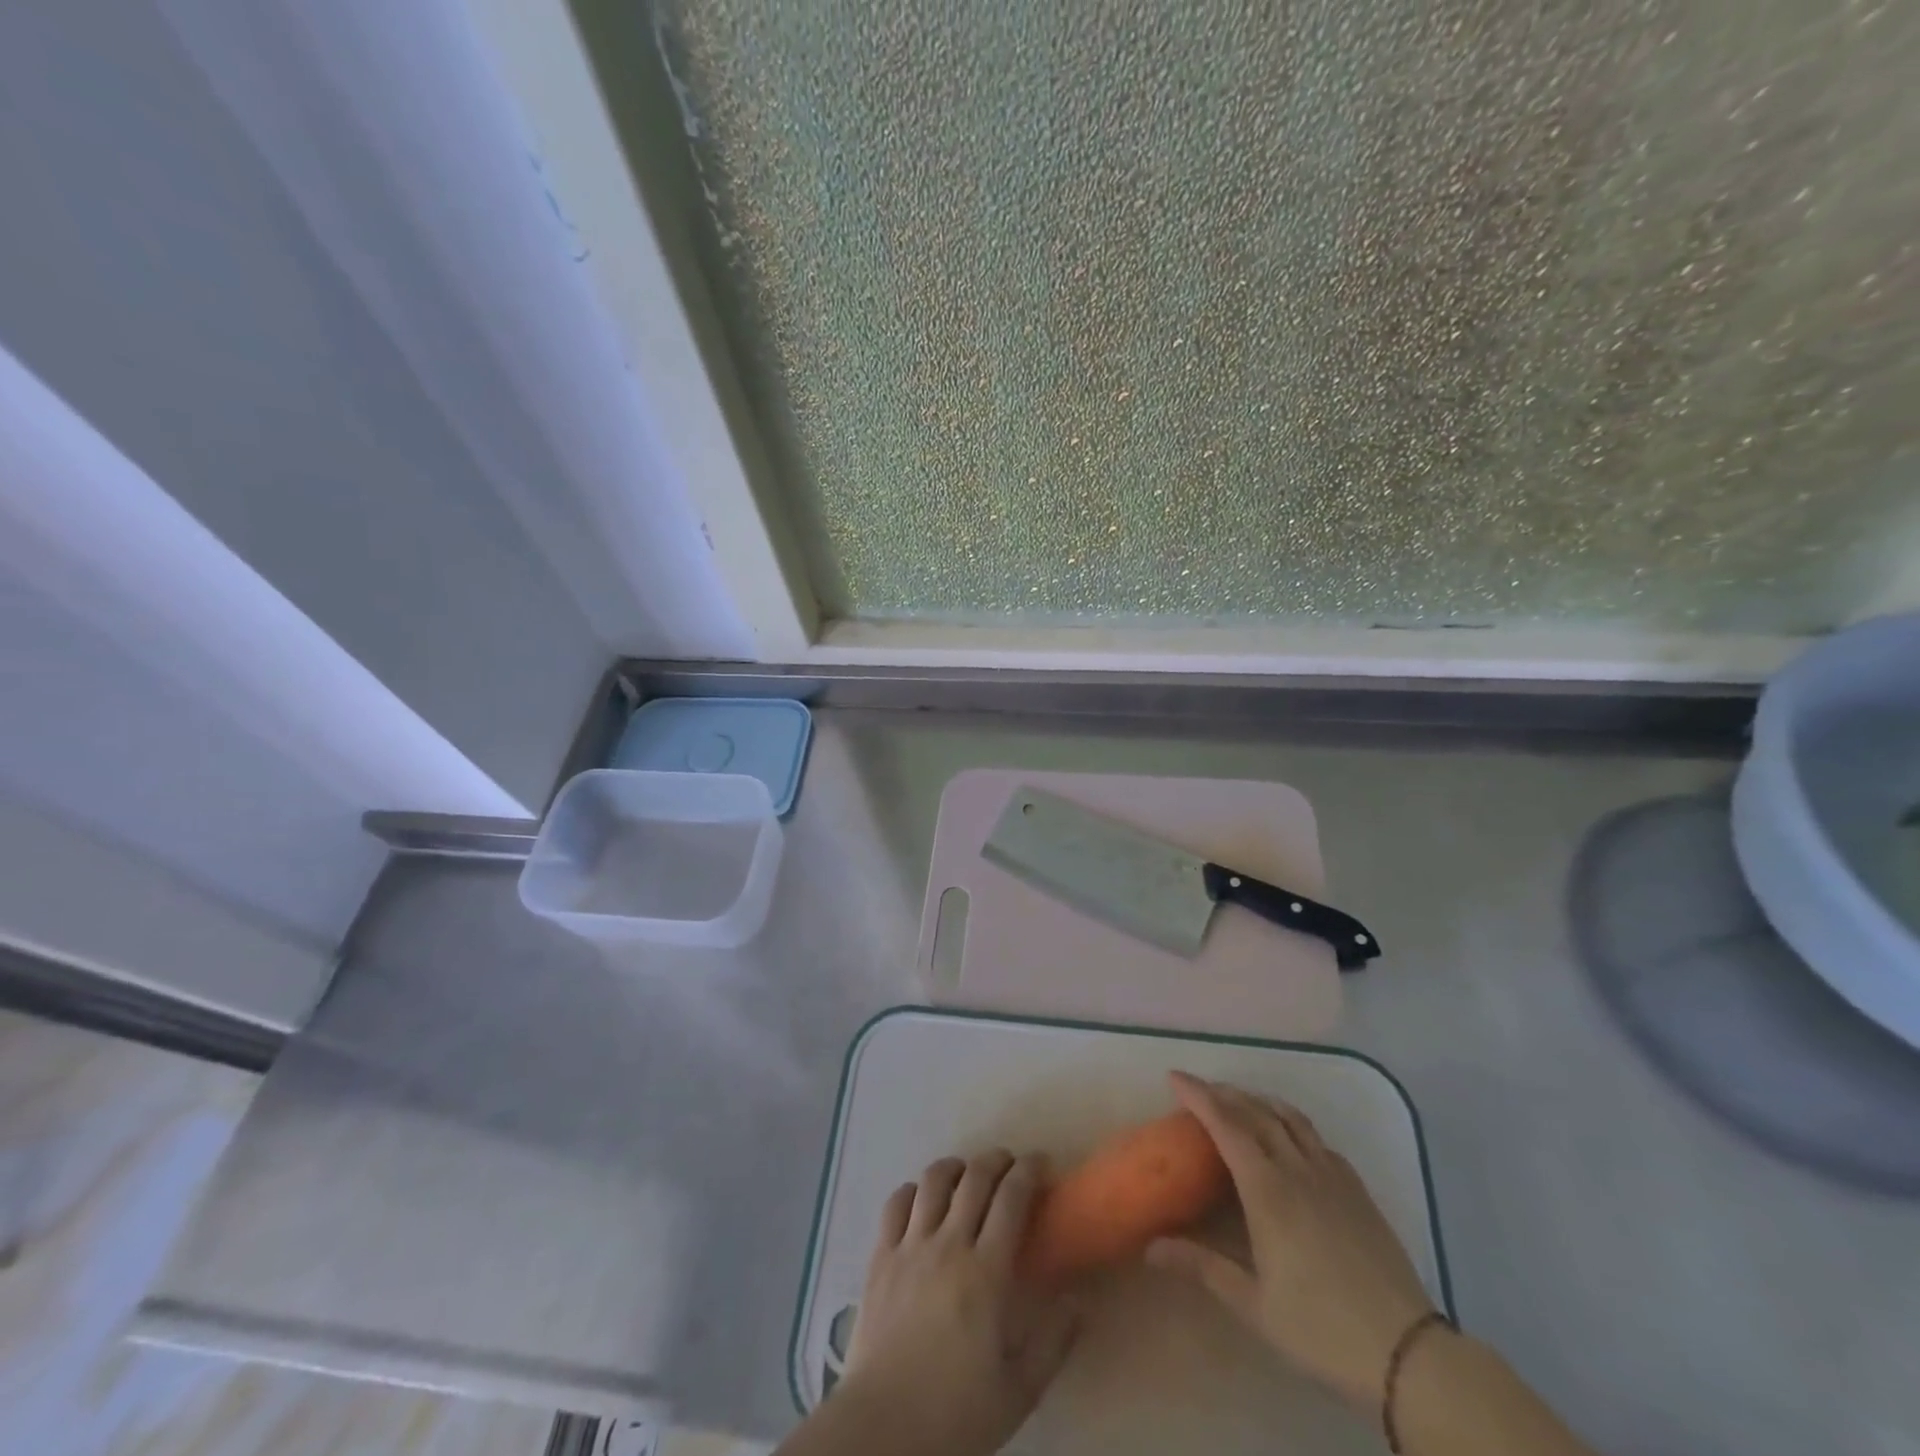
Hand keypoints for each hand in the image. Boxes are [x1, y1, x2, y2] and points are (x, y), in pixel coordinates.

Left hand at [841, 1151, 1078, 1455]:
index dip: (1029, 1172)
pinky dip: (912, 1190)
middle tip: (1010, 1164)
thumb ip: (1052, 1343)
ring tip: (966, 1174)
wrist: (882, 1432)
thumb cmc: (955, 1415)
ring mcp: (909, 1246)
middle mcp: (948, 1244)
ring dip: (955, 1167)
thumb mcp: (1018, 1391)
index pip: (1011, 1198)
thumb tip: (1079, 1301)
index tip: (1042, 1164)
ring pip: (933, 1181)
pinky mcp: (879, 1257)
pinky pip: (895, 1204)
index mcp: (985, 1273)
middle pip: (974, 1178)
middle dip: (997, 1161)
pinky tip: (921, 1199)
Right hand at [1146, 1072, 1436, 1410]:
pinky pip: (1317, 1139)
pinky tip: (1290, 1138)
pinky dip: (1292, 1123)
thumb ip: (1202, 1267)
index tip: (1175, 1077)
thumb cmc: (1320, 1326)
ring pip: (1290, 1118)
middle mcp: (1297, 1168)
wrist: (1406, 1350)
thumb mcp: (1254, 1304)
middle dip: (1224, 1093)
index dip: (1199, 1096)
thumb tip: (1150, 1248)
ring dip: (1260, 1100)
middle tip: (1199, 1089)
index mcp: (1267, 1189)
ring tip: (1240, 1099)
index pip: (1226, 1125)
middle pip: (1256, 1112)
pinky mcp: (1356, 1188)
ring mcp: (1331, 1175)